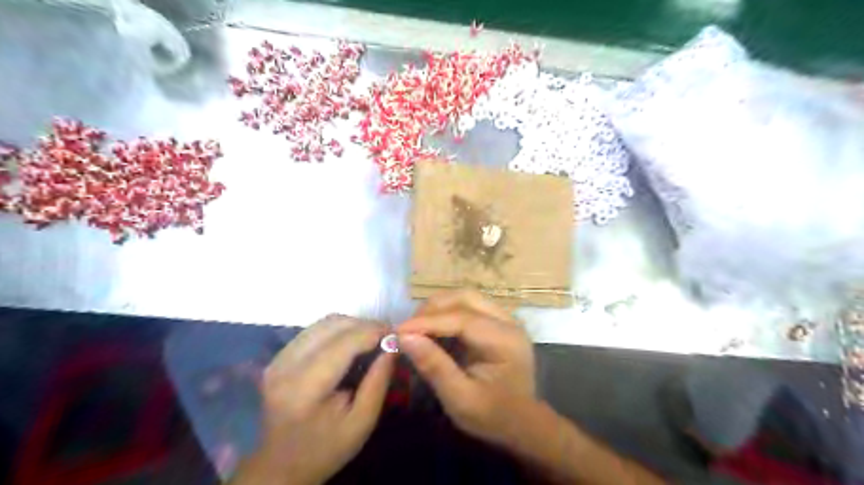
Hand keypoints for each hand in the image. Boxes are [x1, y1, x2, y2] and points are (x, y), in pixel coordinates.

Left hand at [230, 315, 390, 483]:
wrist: (280, 466)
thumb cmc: (325, 449)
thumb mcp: (362, 422)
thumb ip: (378, 381)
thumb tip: (393, 344)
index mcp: (305, 388)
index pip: (344, 342)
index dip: (373, 331)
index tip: (396, 334)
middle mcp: (286, 365)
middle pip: (333, 325)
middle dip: (365, 324)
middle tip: (386, 335)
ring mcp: (278, 358)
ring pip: (324, 322)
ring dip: (352, 324)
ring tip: (372, 337)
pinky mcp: (279, 356)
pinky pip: (315, 330)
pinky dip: (338, 329)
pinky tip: (351, 342)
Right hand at [395, 292, 533, 447]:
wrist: (521, 424)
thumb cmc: (492, 416)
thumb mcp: (460, 399)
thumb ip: (434, 367)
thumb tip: (404, 338)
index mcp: (505, 341)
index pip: (463, 319)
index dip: (428, 322)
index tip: (399, 330)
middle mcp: (509, 322)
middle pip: (466, 298)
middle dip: (433, 308)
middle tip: (408, 327)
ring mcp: (504, 319)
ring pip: (466, 298)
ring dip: (439, 307)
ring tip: (417, 326)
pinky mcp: (497, 322)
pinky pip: (468, 307)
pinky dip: (446, 312)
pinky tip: (432, 328)